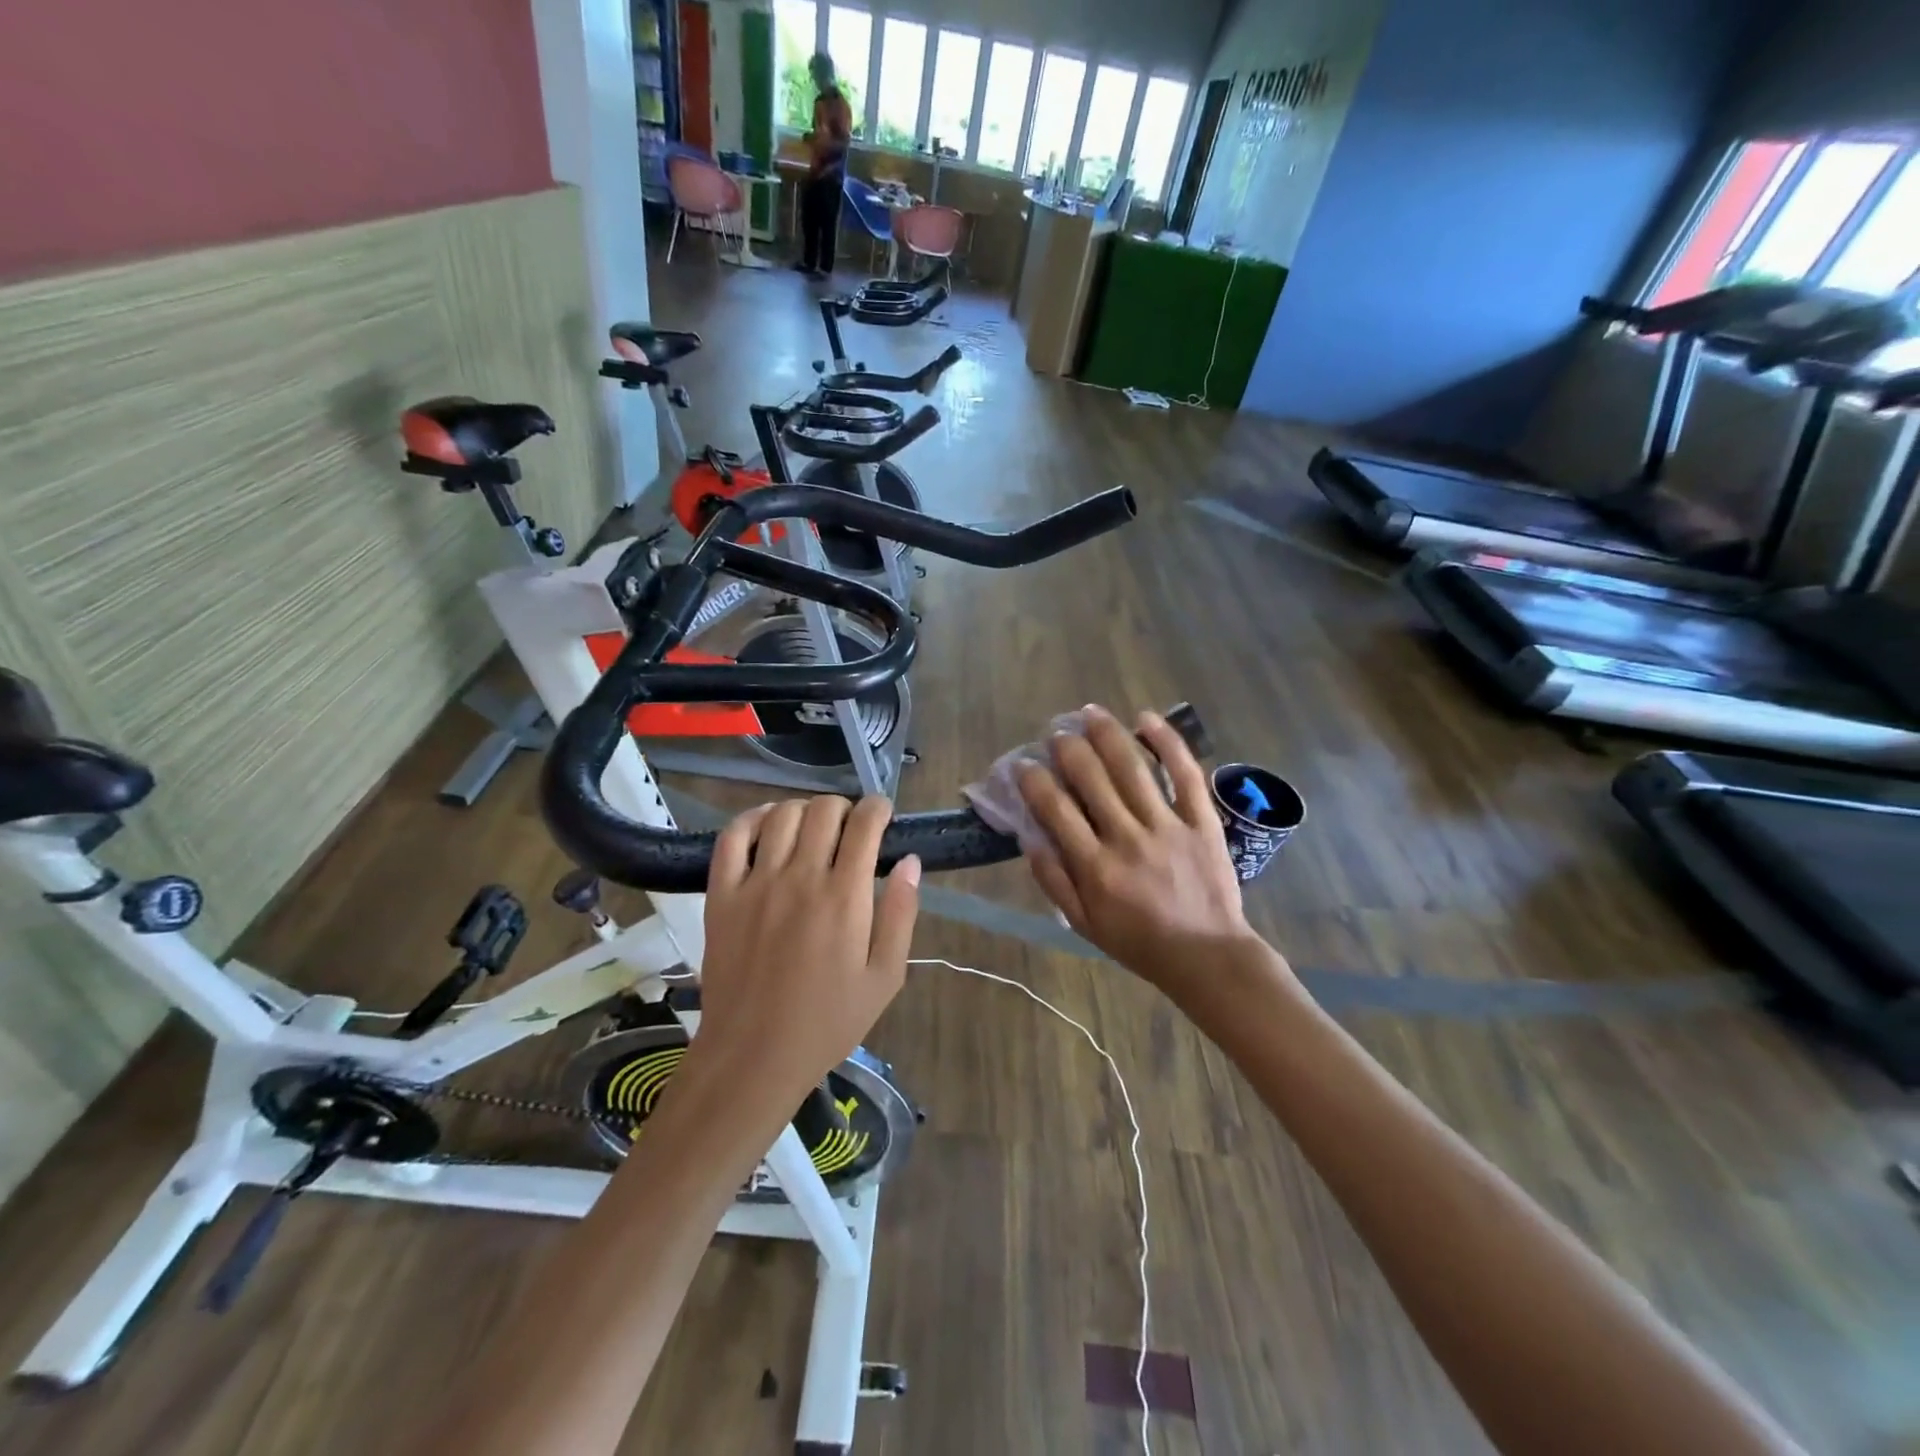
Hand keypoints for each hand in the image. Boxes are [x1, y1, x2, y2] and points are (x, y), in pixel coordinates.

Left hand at [686, 796, 920, 1114]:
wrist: (753, 1057)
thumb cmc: (828, 1022)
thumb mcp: (885, 978)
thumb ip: (901, 915)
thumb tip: (910, 861)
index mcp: (844, 897)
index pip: (864, 824)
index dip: (879, 808)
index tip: (883, 815)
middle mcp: (800, 878)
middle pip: (824, 810)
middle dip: (846, 808)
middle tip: (851, 829)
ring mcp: (755, 884)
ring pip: (782, 814)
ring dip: (805, 810)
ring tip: (814, 828)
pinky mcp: (721, 895)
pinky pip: (732, 837)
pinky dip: (753, 818)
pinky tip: (768, 824)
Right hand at [1017, 706, 1257, 998]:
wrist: (1207, 956)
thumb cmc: (1139, 942)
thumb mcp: (1084, 924)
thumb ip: (1054, 882)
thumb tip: (1029, 838)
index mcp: (1095, 868)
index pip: (1055, 810)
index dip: (1033, 781)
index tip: (1023, 765)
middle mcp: (1128, 839)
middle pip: (1091, 778)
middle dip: (1068, 748)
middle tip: (1056, 734)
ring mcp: (1168, 826)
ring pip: (1132, 768)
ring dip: (1107, 734)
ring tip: (1089, 712)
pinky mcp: (1201, 820)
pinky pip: (1185, 774)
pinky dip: (1166, 742)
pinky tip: (1146, 719)